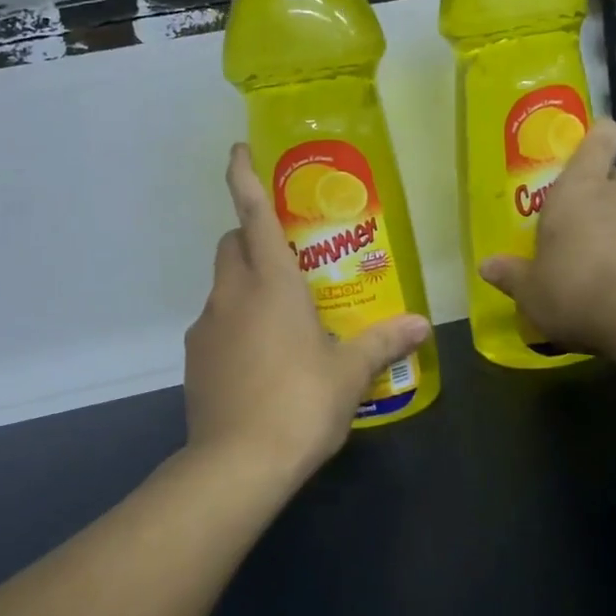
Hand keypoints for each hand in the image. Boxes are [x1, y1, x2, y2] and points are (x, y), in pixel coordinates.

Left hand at [183, 144, 430, 479]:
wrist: (236, 464)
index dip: (244, 177)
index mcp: (271, 283)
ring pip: (222, 285)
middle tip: (288, 257)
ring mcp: (207, 326)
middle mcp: (232, 293)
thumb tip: (421, 325)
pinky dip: (234, 323)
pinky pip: (215, 323)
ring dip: (246, 284)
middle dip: (252, 236)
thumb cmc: (300, 403)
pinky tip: (260, 359)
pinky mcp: (194, 358)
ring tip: (282, 318)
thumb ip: (384, 342)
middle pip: (232, 244)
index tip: (239, 150)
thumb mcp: (349, 373)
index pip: (253, 213)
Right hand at [478, 118, 615, 354]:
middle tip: (580, 215)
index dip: (598, 136)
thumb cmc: (575, 288)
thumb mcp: (531, 289)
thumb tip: (486, 265)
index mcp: (579, 189)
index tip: (591, 143)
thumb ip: (511, 274)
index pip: (599, 141)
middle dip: (604, 189)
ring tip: (596, 257)